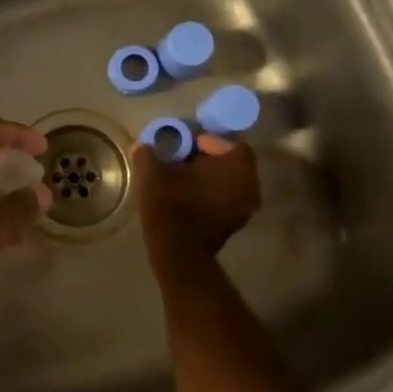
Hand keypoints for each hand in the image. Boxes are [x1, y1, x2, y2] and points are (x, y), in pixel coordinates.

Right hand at [132, 133, 260, 260]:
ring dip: (212, 177)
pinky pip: (228, 199)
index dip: (211, 140)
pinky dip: (213, 194)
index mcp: (236, 166)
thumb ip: (148, 153)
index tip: (189, 144)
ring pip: (231, 182)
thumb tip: (143, 146)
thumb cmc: (170, 204)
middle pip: (233, 162)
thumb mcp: (152, 172)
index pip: (231, 143)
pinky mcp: (236, 225)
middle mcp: (249, 185)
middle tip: (186, 159)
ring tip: (185, 178)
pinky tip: (189, 196)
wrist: (177, 251)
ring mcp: (245, 208)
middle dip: (211, 159)